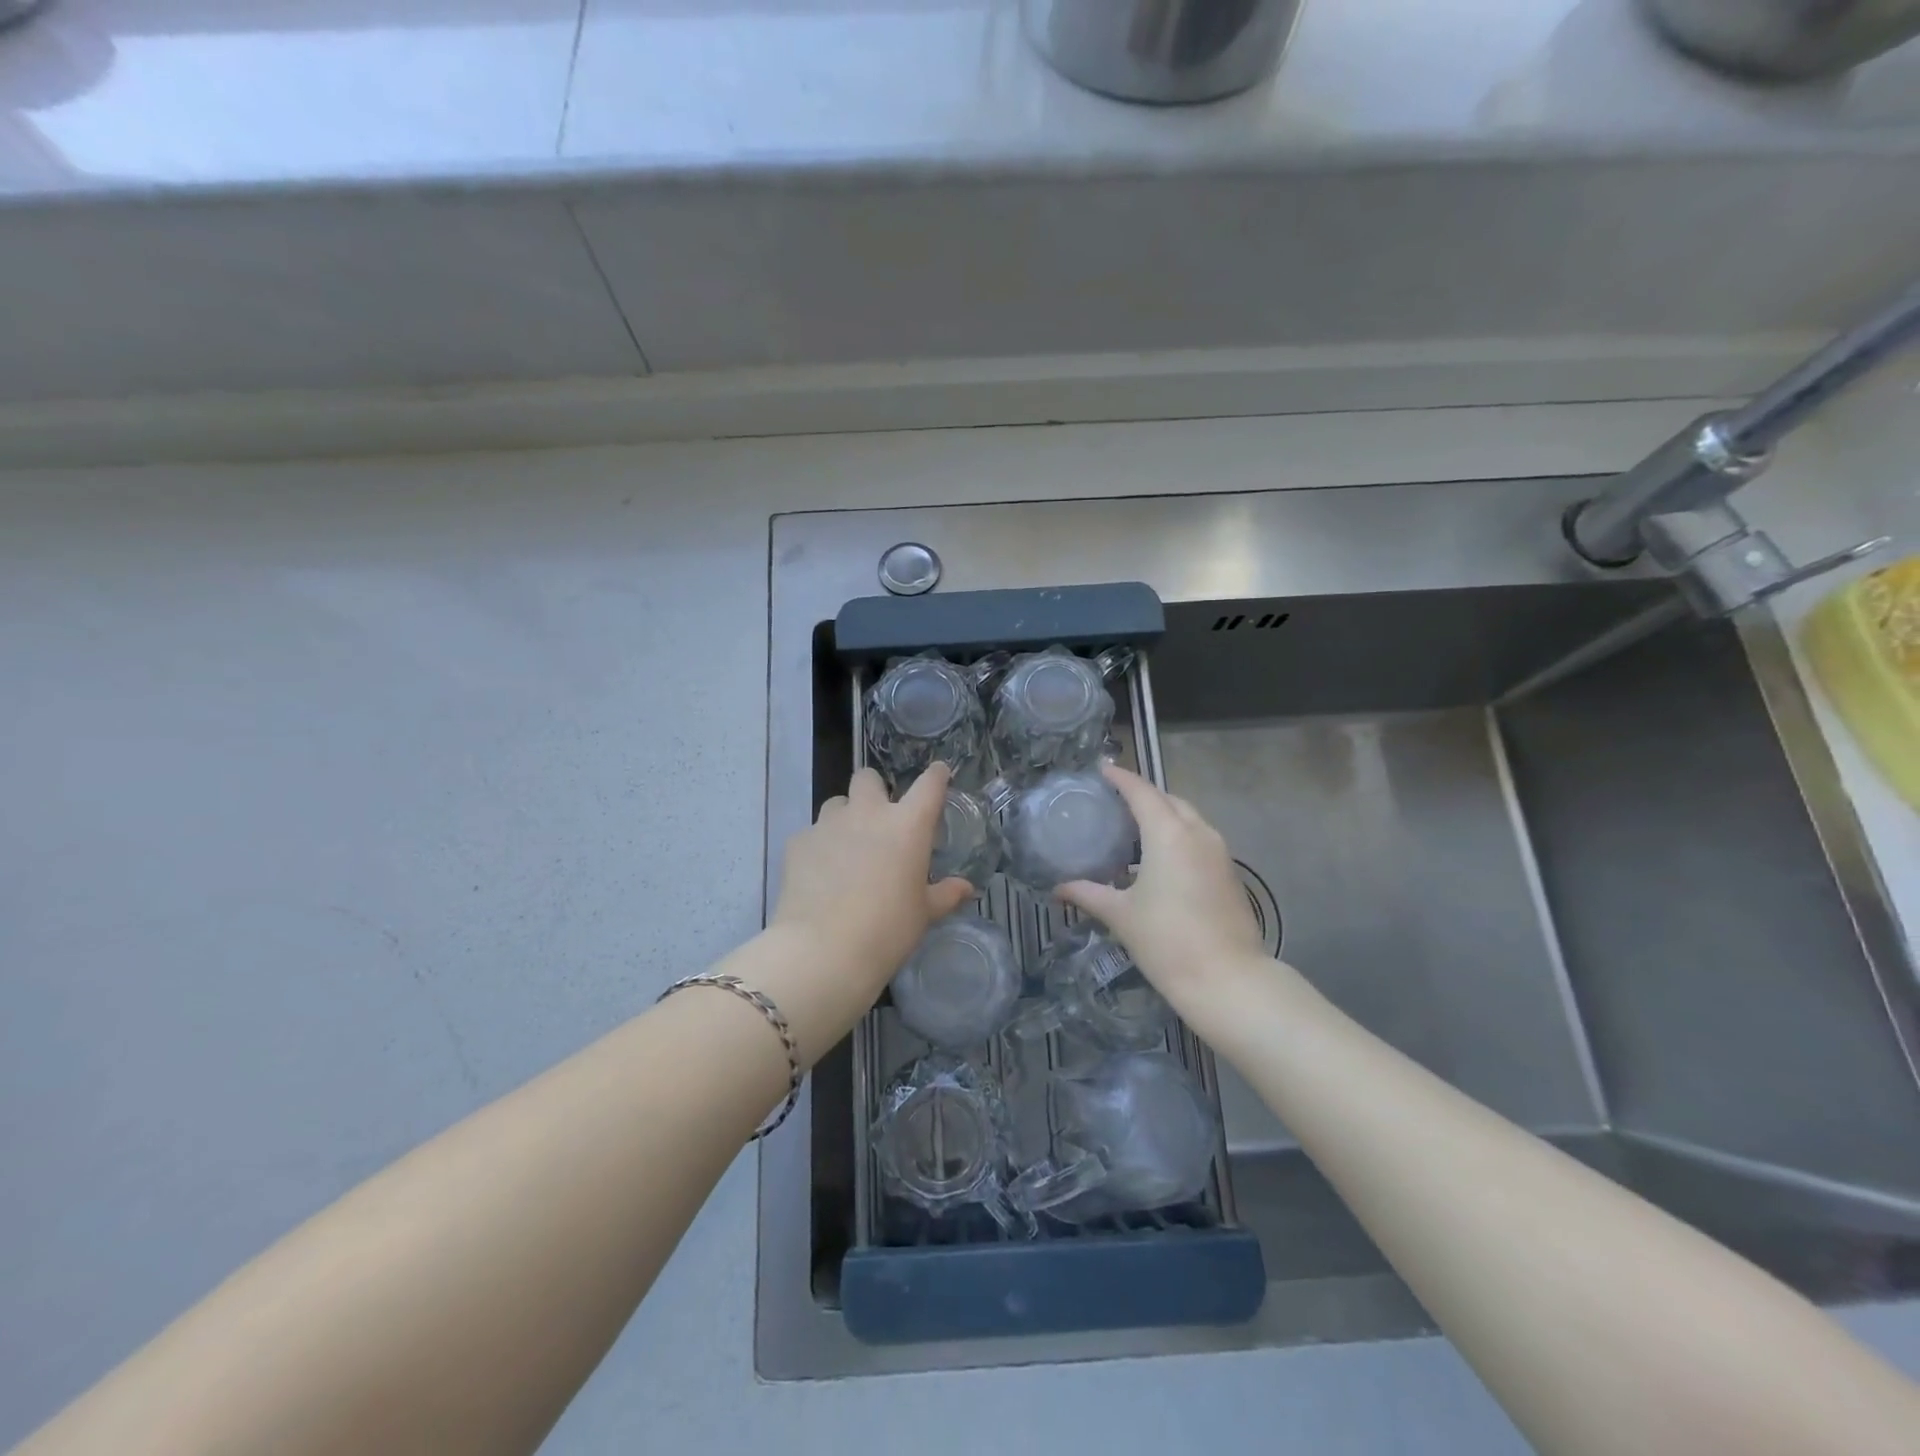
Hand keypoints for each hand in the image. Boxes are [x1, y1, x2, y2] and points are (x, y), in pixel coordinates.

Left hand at [768, 763, 974, 1031]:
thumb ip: (945, 894)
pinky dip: (819, 846)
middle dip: (875, 790)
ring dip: (845, 816)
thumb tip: (966, 888)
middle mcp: (868, 813)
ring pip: (837, 802)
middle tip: (879, 818)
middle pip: (869, 778)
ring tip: (847, 847)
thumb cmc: (887, 930)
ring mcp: (828, 824)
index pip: (929, 785)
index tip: (940, 774)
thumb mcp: (924, 914)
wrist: (823, 951)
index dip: (937, 775)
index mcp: (907, 825)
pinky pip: (812, 832)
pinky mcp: (798, 842)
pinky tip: (820, 873)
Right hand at [1056, 764, 1269, 1021]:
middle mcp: (1198, 832)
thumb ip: (1088, 894)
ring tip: (1133, 828)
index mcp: (1169, 833)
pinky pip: (1199, 839)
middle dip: (1143, 795)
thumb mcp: (1121, 915)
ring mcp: (1218, 852)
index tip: (1102, 770)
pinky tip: (1158, 859)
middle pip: (1168, 800)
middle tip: (1114, 802)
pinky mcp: (1228, 873)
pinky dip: (1178, 836)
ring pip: (1188, 819)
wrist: (1228, 980)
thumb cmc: (1167, 942)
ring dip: (1163, 816)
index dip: (1121, 778)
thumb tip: (1058, 889)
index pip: (1141, 791)